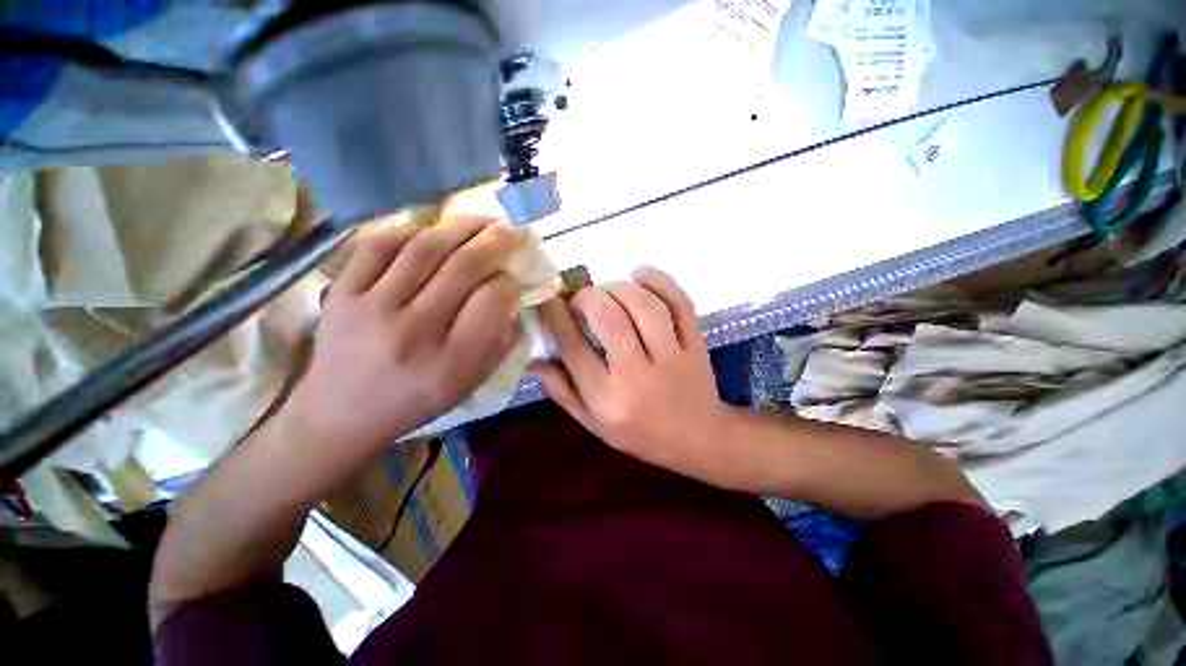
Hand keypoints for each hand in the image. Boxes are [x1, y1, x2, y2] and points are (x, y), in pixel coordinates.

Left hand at [289, 215, 527, 457]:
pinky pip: (378, 246)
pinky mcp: (342, 293)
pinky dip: (411, 230)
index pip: (490, 304)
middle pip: (462, 269)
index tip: (514, 276)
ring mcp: (371, 309)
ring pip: (424, 249)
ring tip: (481, 220)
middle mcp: (412, 333)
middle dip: (495, 242)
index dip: (508, 282)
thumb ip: (498, 343)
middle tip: (512, 229)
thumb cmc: (415, 400)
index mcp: (450, 364)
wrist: (340, 413)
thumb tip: (512, 296)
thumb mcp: (468, 384)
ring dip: (460, 227)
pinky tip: (431, 230)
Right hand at [530, 267, 746, 489]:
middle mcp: (638, 376)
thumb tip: (532, 359)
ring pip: (645, 307)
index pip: (574, 348)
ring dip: (620, 288)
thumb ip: (562, 391)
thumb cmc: (638, 433)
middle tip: (580, 296)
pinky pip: (680, 304)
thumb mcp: (592, 423)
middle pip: (609, 320)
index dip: (556, 316)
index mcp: (608, 399)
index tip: (549, 298)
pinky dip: (660, 281)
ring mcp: (673, 358)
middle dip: (587, 297)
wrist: (697, 439)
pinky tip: (640, 273)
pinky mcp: (696, 344)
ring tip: (608, 290)